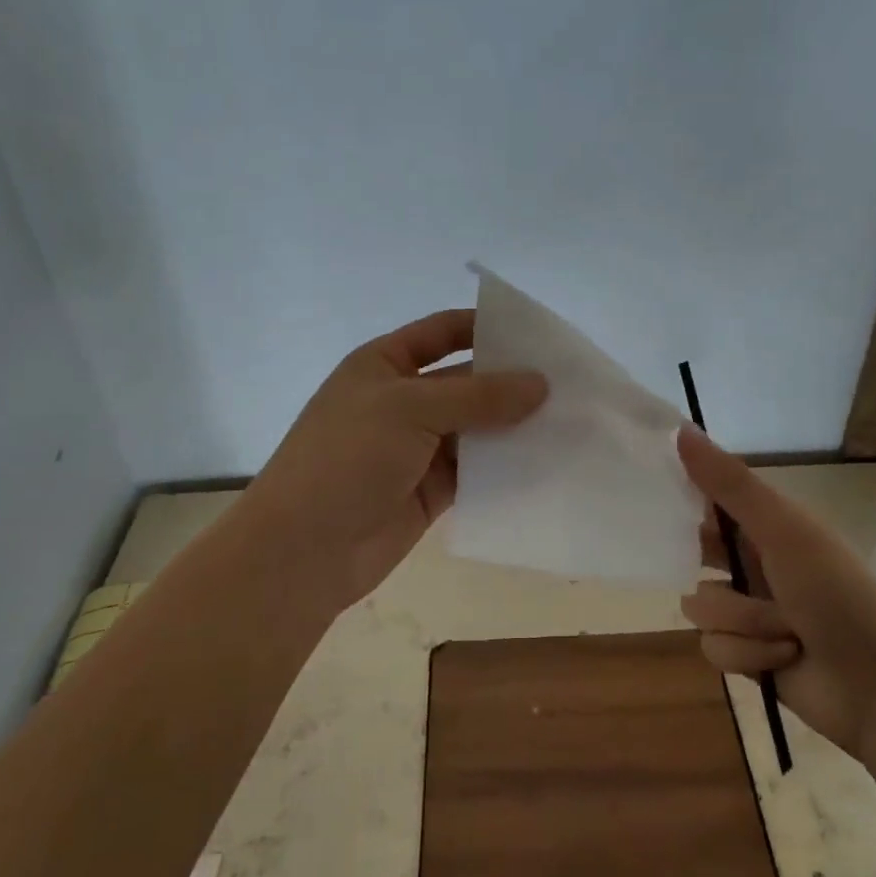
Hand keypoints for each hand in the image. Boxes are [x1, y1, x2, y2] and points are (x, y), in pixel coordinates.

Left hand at [233, 310, 546, 613]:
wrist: (303, 549)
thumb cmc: (347, 457)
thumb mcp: (410, 409)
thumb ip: (478, 396)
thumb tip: (541, 383)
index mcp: (385, 364)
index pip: (443, 332)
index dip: (486, 327)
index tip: (538, 334)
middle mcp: (403, 401)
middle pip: (467, 381)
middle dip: (512, 381)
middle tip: (571, 383)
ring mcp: (417, 447)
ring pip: (476, 428)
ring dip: (515, 426)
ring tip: (571, 421)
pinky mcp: (431, 491)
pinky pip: (476, 471)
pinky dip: (506, 467)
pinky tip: (547, 464)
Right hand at [677, 427, 875, 758]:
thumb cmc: (836, 593)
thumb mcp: (783, 529)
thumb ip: (729, 483)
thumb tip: (681, 428)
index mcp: (767, 526)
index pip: (710, 501)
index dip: (684, 499)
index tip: (659, 500)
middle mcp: (754, 564)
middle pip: (695, 554)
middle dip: (710, 569)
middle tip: (726, 570)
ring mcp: (749, 612)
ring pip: (700, 606)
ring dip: (742, 620)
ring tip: (783, 629)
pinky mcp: (746, 656)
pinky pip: (713, 646)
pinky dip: (748, 653)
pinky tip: (783, 657)